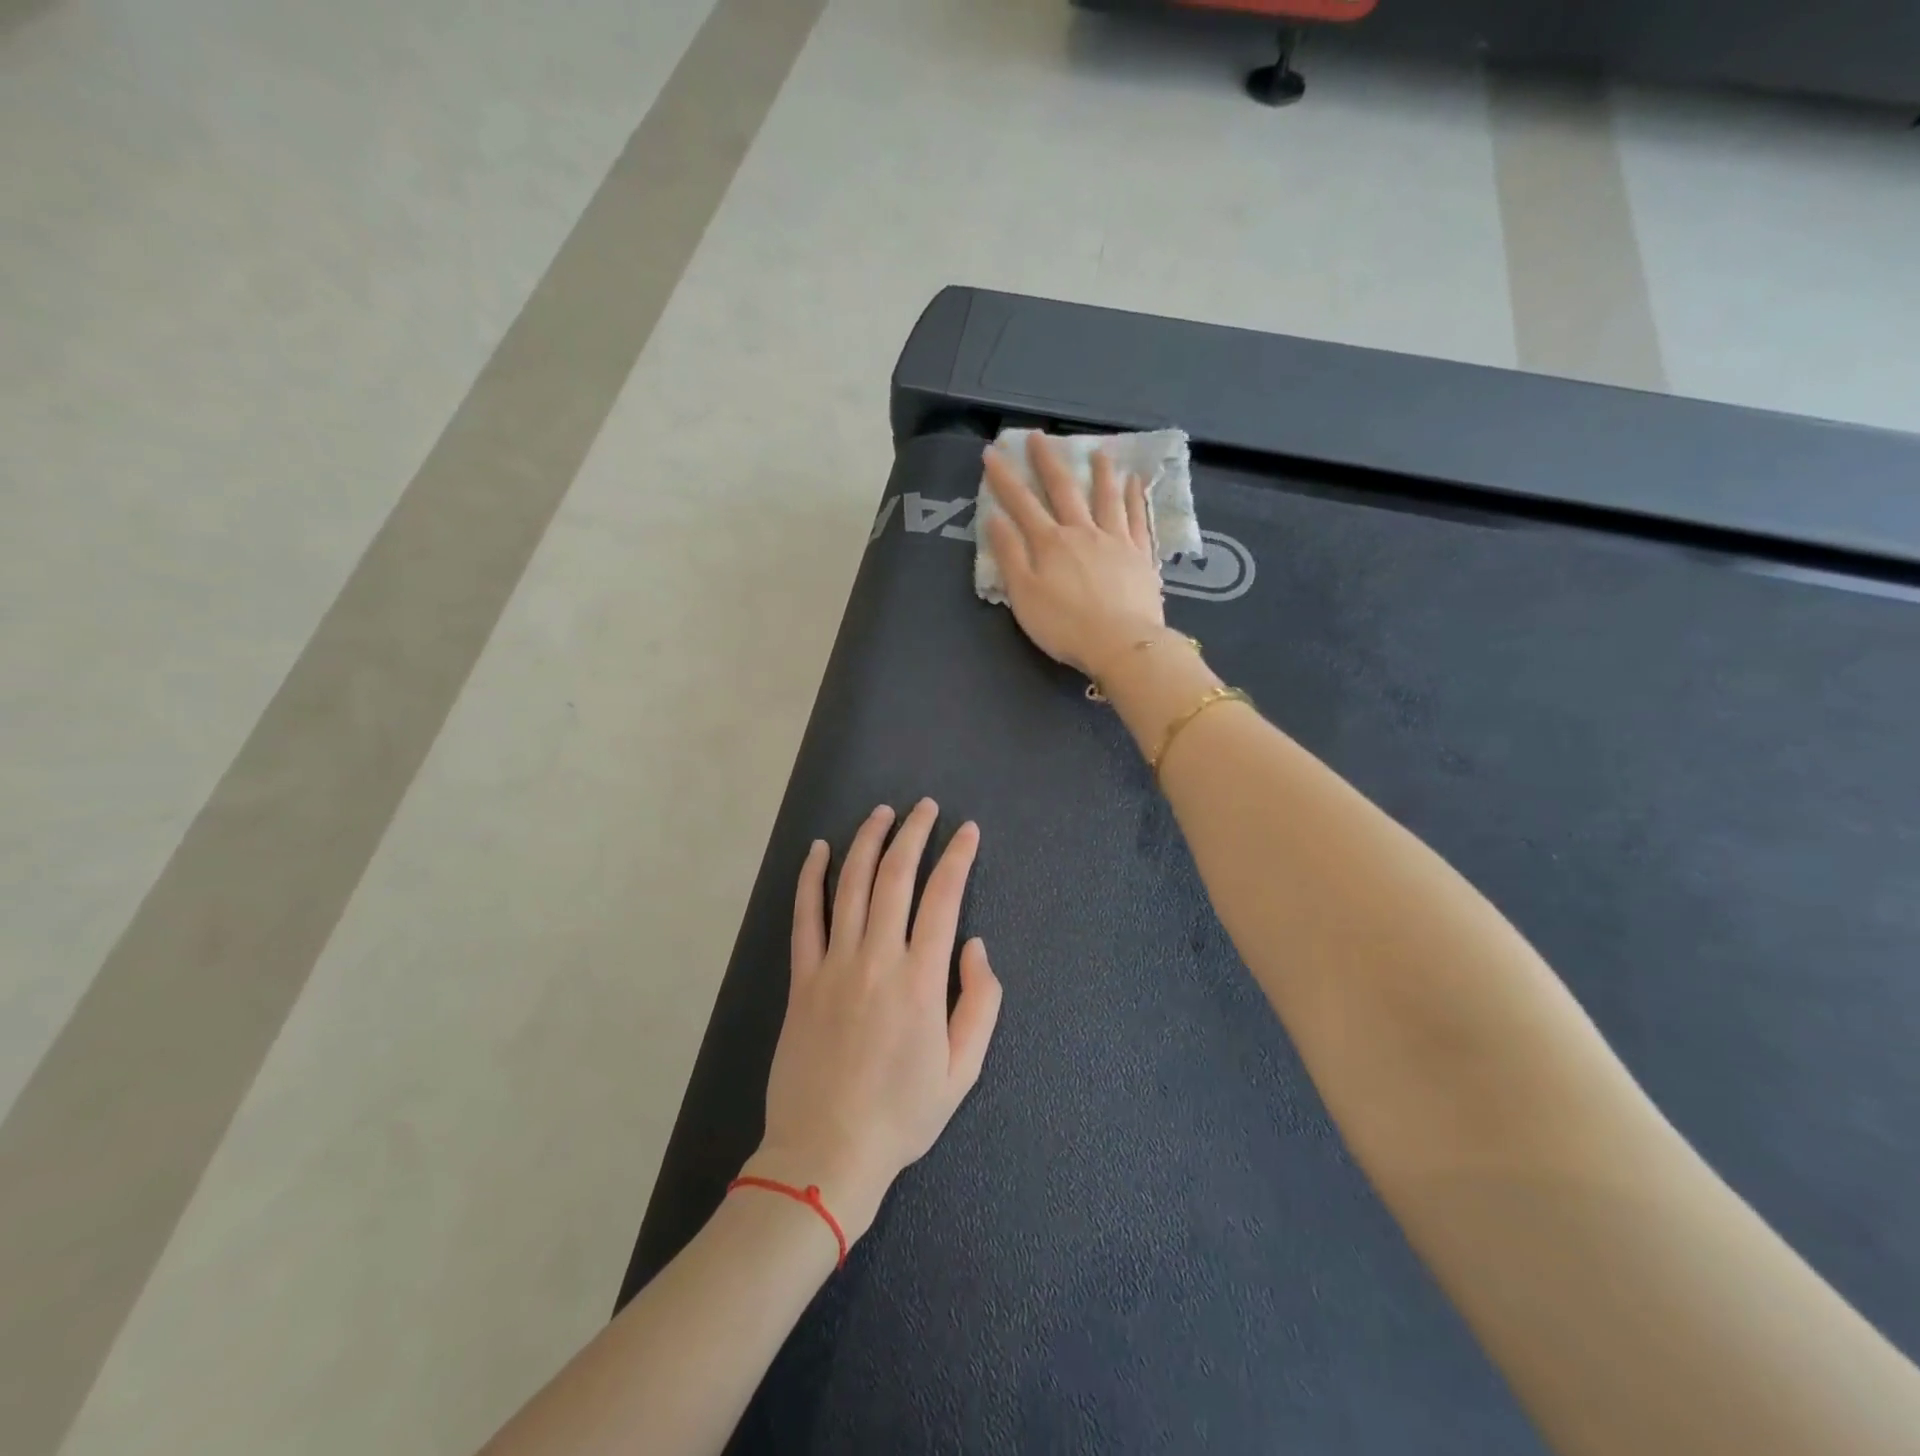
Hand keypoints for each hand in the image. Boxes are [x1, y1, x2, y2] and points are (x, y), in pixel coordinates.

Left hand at [746, 800, 1001, 1243]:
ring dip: (867, 841)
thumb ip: (980, 1002)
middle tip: (926, 807)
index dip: (957, 856)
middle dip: (913, 833)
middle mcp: (877, 958)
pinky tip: (817, 850)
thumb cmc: (903, 1114)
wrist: (825, 1153)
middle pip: (895, 876)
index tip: (967, 830)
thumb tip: (974, 946)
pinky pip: (804, 917)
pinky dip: (810, 878)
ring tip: (882, 813)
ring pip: (850, 884)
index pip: (943, 897)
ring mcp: (834, 964)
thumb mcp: (964, 1069)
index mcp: (921, 980)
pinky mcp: (802, 978)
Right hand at [983, 433, 1166, 679]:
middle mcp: (1082, 532)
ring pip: (1106, 497)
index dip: (1004, 478)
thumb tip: (995, 518)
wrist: (1121, 643)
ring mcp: (1116, 540)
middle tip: (1039, 436)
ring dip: (1100, 472)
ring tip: (1099, 451)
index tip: (992, 453)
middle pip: (1064, 490)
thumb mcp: (1024, 595)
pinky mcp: (1140, 555)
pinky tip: (1135, 482)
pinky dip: (1135, 497)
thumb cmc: (1065, 626)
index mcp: (1050, 543)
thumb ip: (1010, 555)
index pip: (1021, 503)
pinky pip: (1138, 518)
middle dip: (1048, 462)